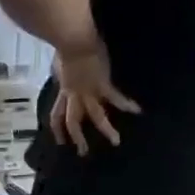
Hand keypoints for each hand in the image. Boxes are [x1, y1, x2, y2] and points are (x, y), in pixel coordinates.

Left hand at [50, 41, 138, 156]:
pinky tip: (138, 112)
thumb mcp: (59, 66)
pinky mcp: (103, 85)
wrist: (74, 42)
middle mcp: (75, 96)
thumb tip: (59, 72)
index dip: (57, 129)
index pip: (57, 115)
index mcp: (64, 91)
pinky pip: (115, 98)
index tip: (60, 141)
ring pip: (95, 116)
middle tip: (83, 153)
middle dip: (77, 138)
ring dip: (106, 130)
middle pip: (73, 122)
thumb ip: (61, 73)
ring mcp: (89, 92)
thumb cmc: (65, 48)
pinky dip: (126, 105)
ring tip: (116, 142)